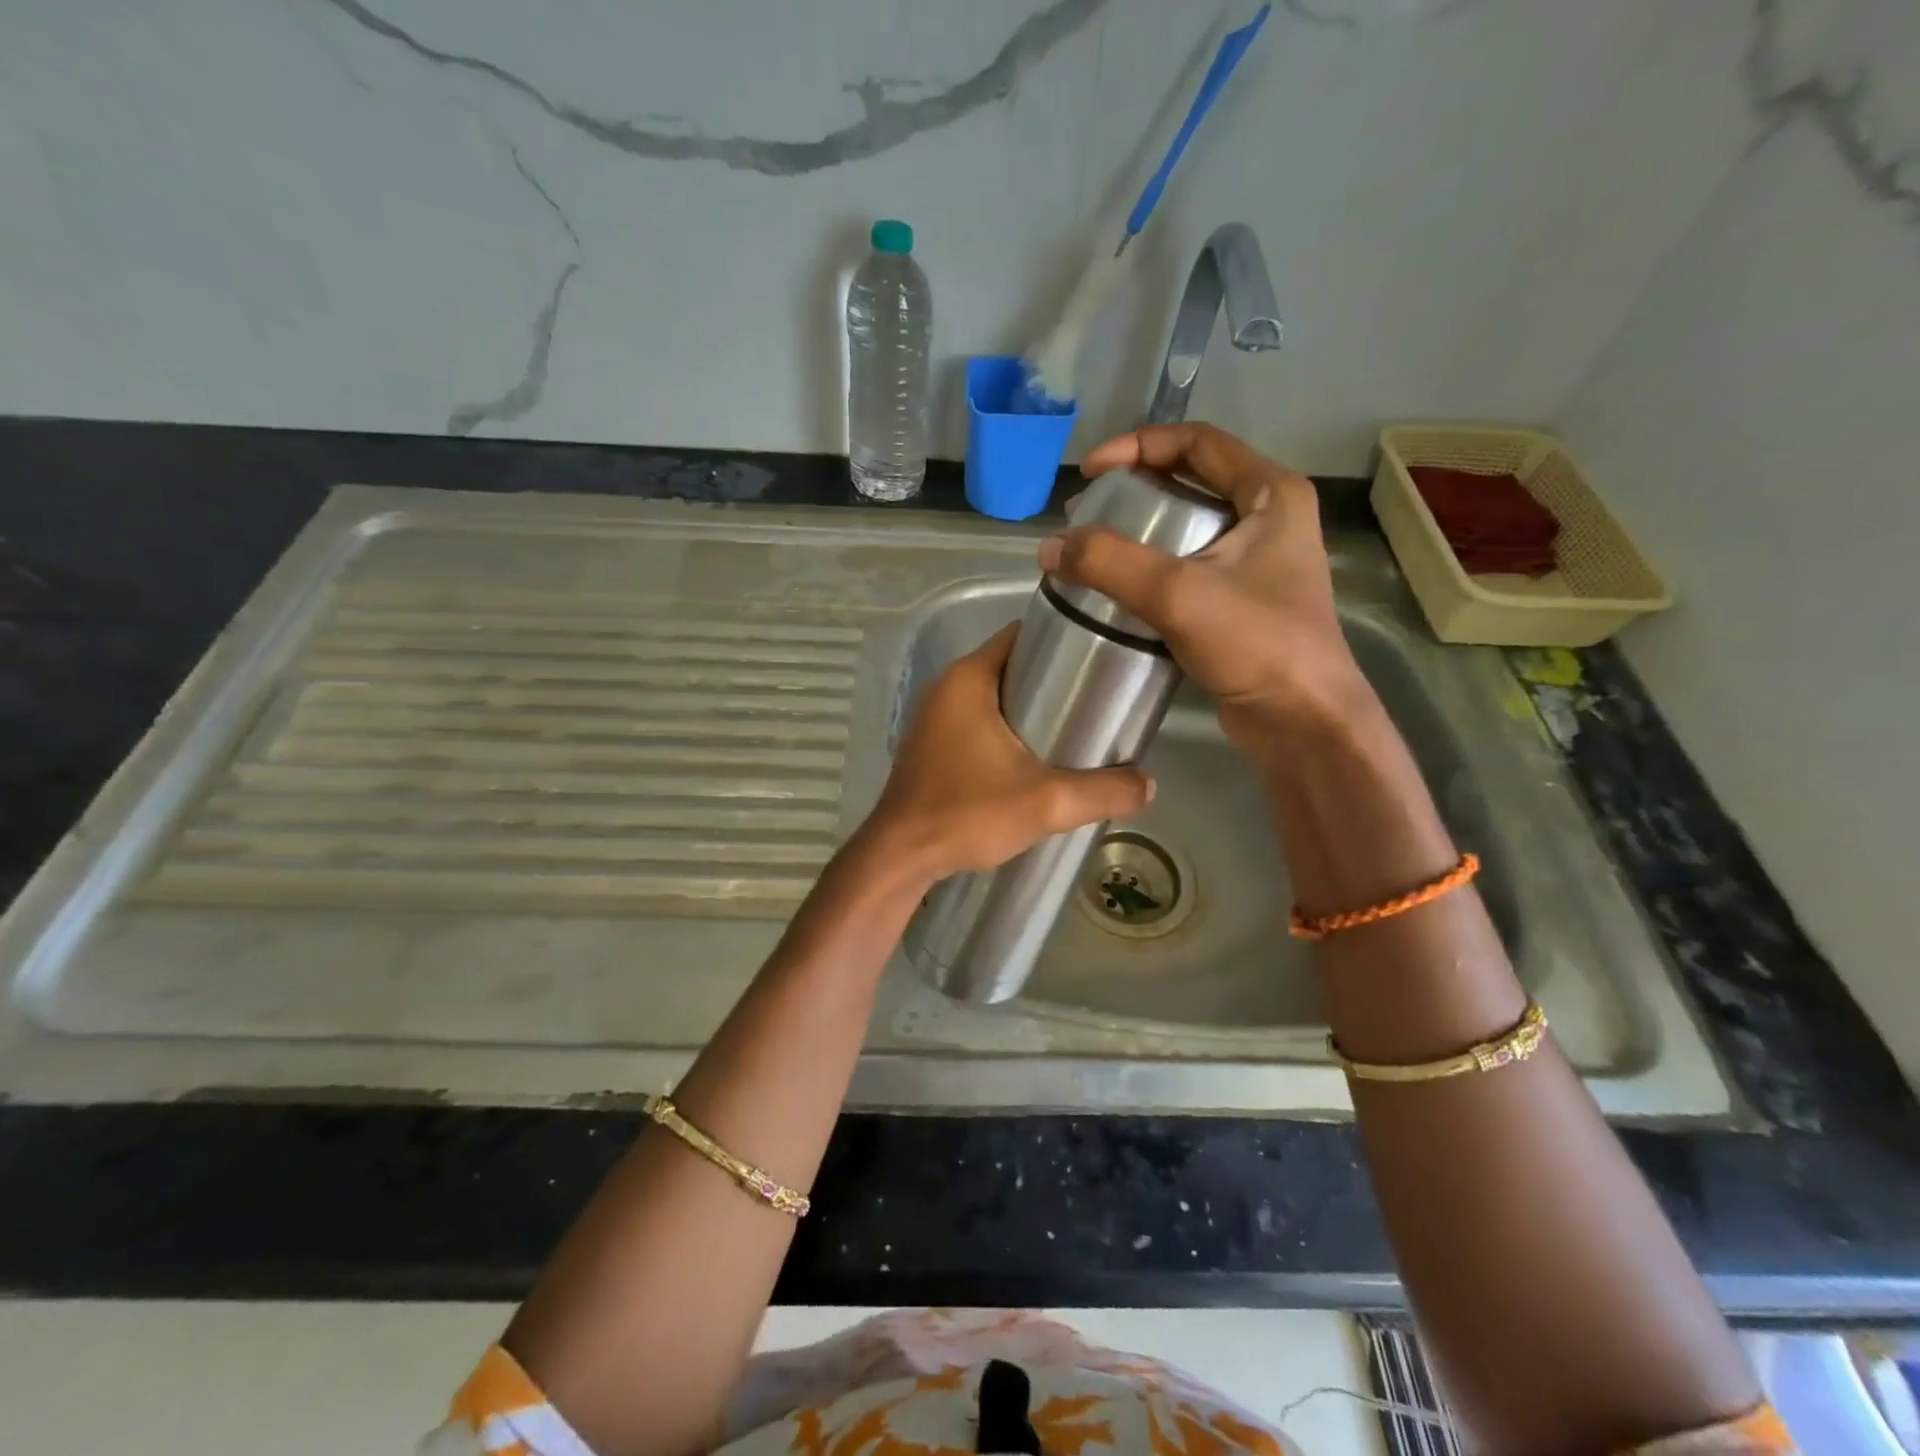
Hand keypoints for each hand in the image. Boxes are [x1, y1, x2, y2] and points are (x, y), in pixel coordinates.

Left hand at [861, 624, 1152, 880]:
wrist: (901, 858)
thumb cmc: (967, 814)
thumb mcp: (1046, 802)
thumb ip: (1103, 791)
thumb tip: (1149, 784)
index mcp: (968, 679)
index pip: (1021, 636)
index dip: (1063, 641)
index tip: (1101, 659)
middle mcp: (947, 688)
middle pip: (1011, 666)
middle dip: (1054, 680)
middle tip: (1098, 701)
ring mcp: (935, 717)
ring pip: (995, 697)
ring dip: (1031, 709)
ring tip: (1076, 729)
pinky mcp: (933, 745)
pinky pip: (979, 722)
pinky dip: (1007, 730)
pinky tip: (1036, 758)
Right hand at [1042, 423, 1368, 754]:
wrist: (1303, 722)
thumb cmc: (1256, 644)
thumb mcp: (1178, 594)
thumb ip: (1110, 563)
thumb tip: (1048, 548)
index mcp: (1272, 494)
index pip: (1197, 442)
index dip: (1137, 446)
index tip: (1090, 472)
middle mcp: (1269, 519)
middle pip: (1191, 481)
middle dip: (1134, 489)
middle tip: (1086, 511)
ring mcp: (1258, 563)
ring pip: (1188, 527)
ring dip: (1139, 531)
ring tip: (1092, 548)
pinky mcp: (1242, 602)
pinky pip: (1189, 568)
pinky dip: (1151, 569)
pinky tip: (1118, 589)